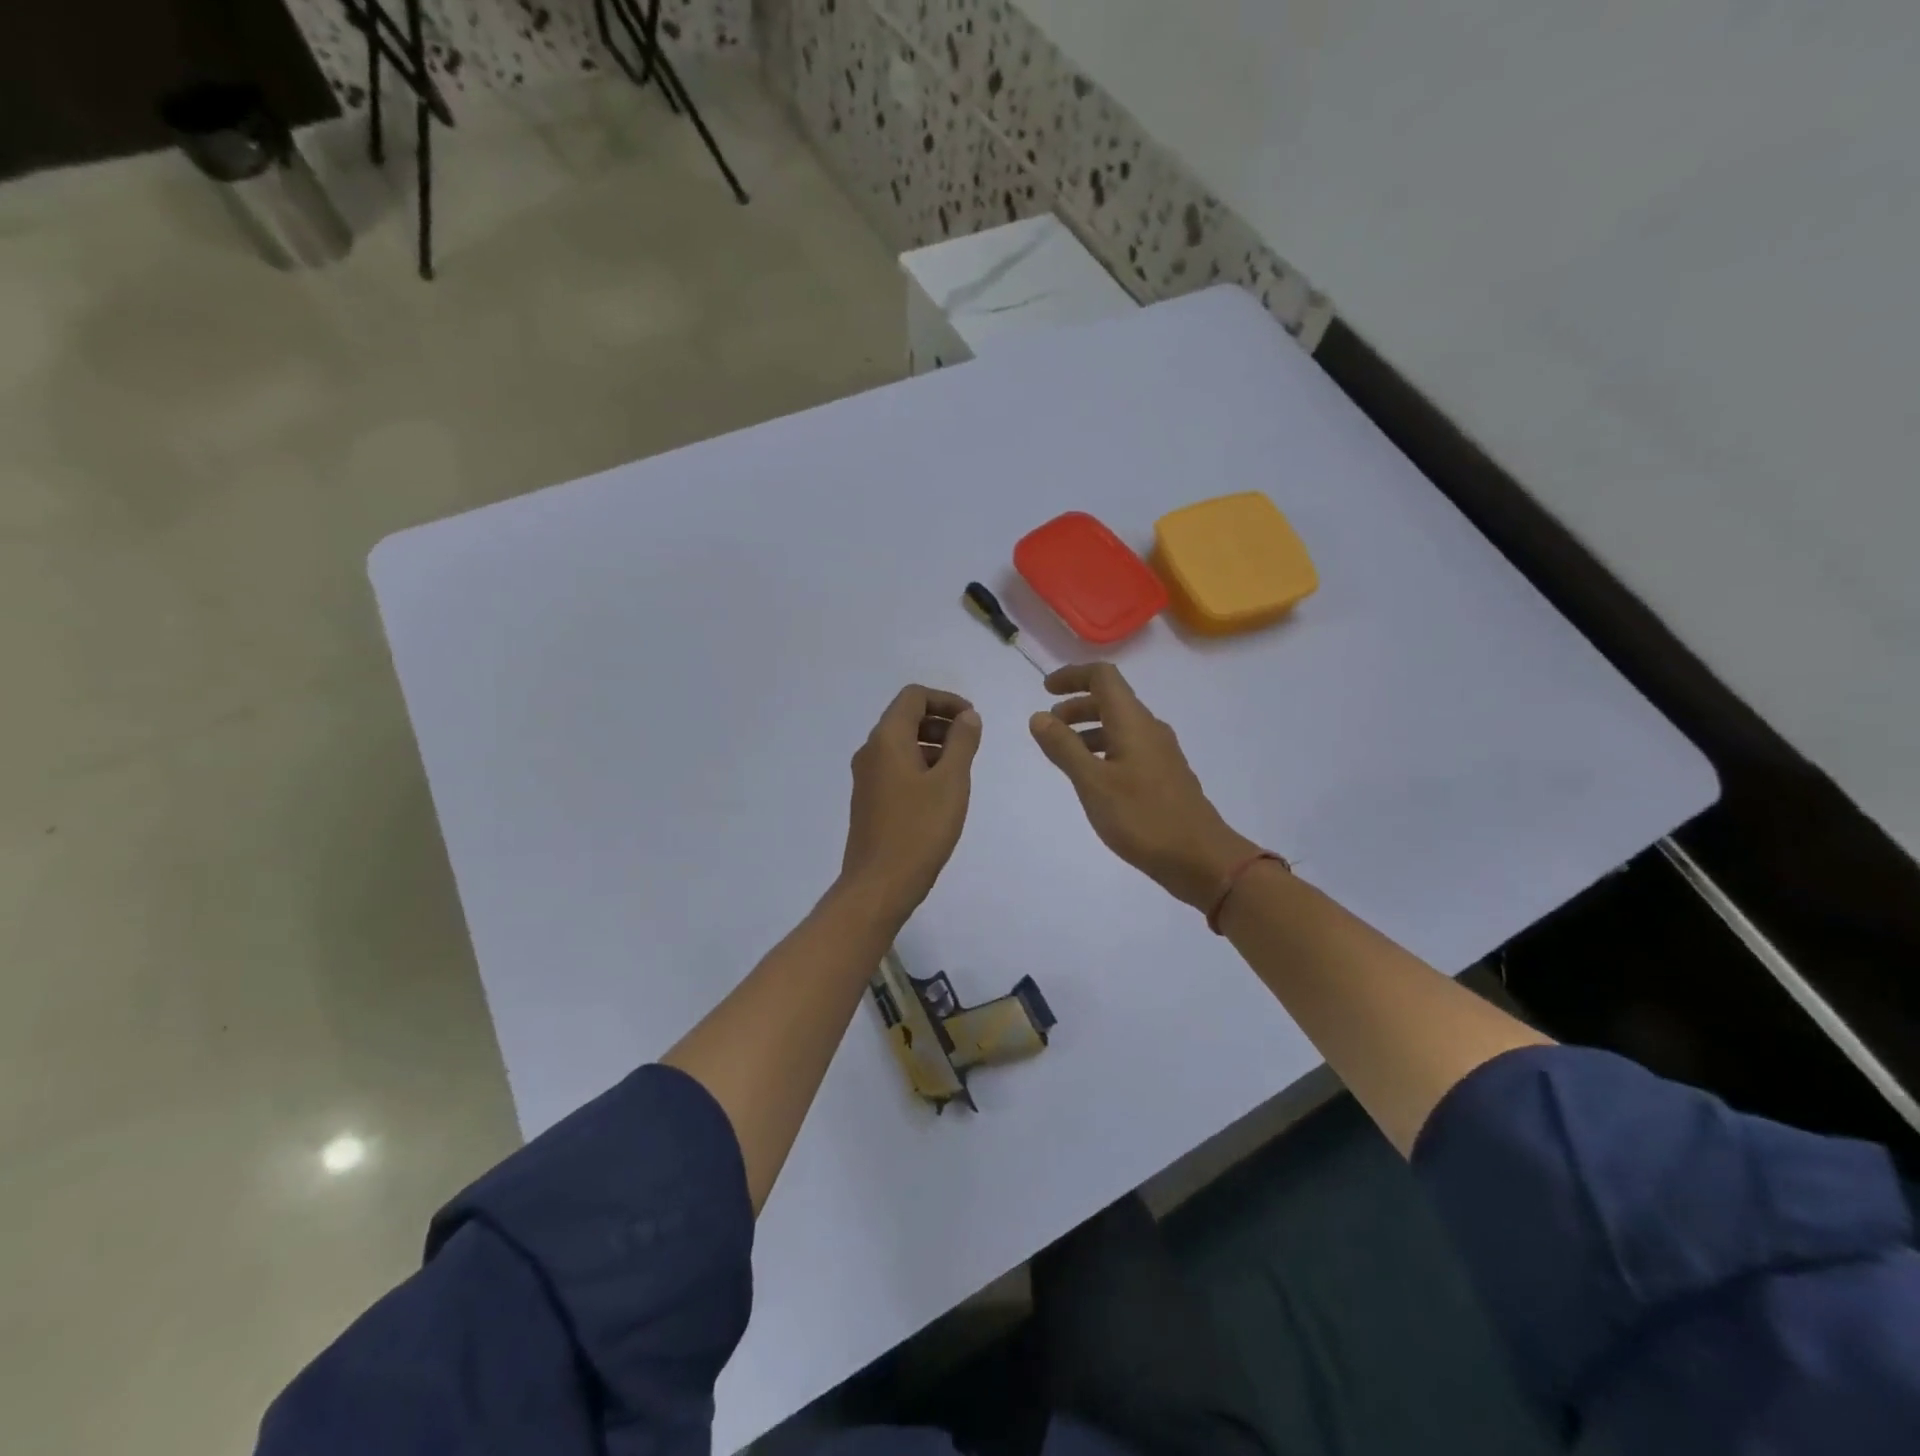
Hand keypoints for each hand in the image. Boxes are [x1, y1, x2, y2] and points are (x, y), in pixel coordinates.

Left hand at [841, 685, 982, 919]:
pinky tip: (940, 793)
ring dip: (932, 745)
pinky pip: (895, 768)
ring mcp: (866, 778)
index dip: (945, 700)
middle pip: (905, 718)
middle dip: (940, 722)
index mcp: (887, 740)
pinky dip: (920, 766)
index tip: (972, 720)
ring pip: (900, 745)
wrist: (879, 885)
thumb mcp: (951, 782)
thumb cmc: (919, 829)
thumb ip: (962, 743)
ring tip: (960, 770)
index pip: (913, 697)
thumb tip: (968, 716)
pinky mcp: (868, 801)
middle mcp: (870, 752)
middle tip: (970, 743)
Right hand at [1030, 663, 1259, 908]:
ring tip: (1064, 753)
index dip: (1073, 676)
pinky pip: (1129, 748)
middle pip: (1111, 700)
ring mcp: (1160, 754)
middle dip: (1077, 705)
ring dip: (1089, 729)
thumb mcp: (1093, 783)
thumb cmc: (1142, 817)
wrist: (1200, 858)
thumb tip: (1038, 716)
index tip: (1046, 690)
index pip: (1103, 677)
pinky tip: (1093, 777)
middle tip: (1049, 726)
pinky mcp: (1164, 776)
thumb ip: (1064, 748)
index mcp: (1133, 722)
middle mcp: (1149, 729)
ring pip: (1120, 726)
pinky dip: (1104, 750)